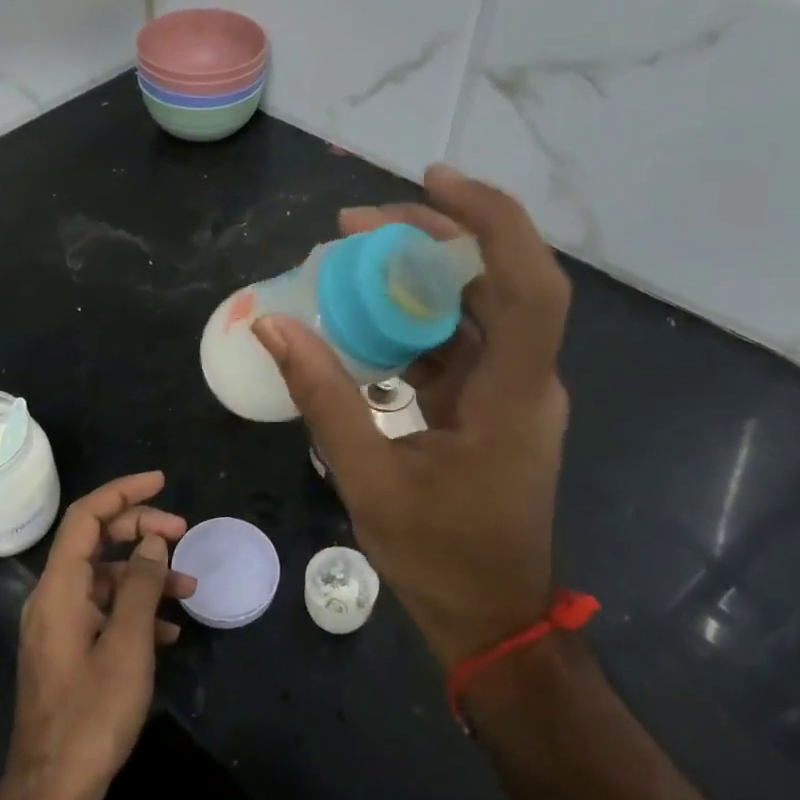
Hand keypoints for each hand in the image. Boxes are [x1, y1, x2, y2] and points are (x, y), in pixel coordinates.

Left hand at [2, 472, 194, 799]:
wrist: (52, 791)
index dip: (122, 492)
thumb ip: (140, 585)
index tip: (161, 481)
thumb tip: (153, 542)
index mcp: (59, 588)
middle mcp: (53, 597)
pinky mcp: (67, 650)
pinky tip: (168, 630)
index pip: (86, 516)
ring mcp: (58, 625)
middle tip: (183, 533)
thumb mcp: (127, 645)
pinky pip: (102, 610)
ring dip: (145, 574)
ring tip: (189, 587)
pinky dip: (134, 607)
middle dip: (140, 530)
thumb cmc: (92, 715)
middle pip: (95, 541)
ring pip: (104, 577)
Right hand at [253, 166, 571, 667]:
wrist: (490, 618)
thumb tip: (272, 325)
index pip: (527, 283)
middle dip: (430, 237)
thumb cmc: (439, 556)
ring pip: (473, 307)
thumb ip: (322, 396)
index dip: (488, 220)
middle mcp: (524, 381)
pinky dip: (413, 319)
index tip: (431, 181)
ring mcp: (510, 393)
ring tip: (349, 257)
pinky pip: (456, 342)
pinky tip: (363, 317)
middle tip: (355, 224)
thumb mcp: (368, 477)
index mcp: (512, 395)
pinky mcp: (490, 406)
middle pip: (495, 279)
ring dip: (418, 276)